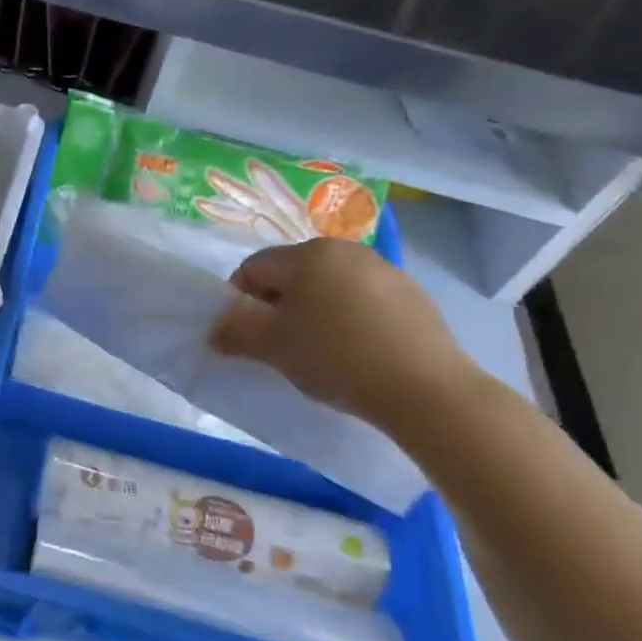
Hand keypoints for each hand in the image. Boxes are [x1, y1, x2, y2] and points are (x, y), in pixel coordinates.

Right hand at [210, 238, 481, 431]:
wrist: (426, 390)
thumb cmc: (336, 358)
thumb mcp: (273, 347)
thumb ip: (235, 332)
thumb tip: (214, 331)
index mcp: (307, 254)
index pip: (253, 268)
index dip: (239, 301)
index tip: (245, 336)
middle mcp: (345, 250)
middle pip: (291, 273)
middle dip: (277, 305)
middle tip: (278, 345)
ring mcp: (384, 270)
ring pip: (328, 286)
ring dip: (313, 311)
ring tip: (318, 351)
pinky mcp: (412, 295)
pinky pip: (362, 299)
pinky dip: (348, 318)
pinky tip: (356, 352)